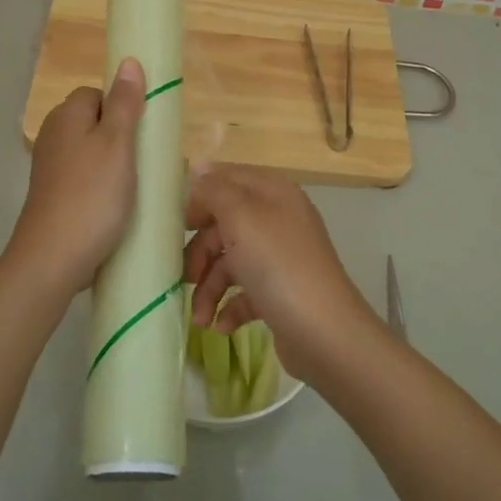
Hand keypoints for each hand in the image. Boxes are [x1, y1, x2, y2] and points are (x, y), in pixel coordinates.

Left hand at [4, 59, 145, 296]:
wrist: (53, 258)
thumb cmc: (92, 196)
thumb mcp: (118, 145)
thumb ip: (125, 103)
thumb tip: (128, 61)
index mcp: (66, 116)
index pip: (98, 94)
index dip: (123, 108)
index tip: (144, 133)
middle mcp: (53, 135)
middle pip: (95, 123)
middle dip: (123, 139)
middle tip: (147, 163)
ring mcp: (50, 168)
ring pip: (92, 153)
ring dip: (116, 166)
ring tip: (137, 188)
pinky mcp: (53, 196)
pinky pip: (85, 179)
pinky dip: (102, 188)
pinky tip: (117, 208)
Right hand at [181, 167, 383, 383]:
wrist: (325, 333)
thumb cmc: (278, 266)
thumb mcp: (241, 217)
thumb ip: (215, 190)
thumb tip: (198, 168)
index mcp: (273, 193)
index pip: (227, 179)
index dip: (199, 197)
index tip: (175, 223)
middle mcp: (278, 220)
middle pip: (224, 225)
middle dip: (200, 252)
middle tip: (183, 277)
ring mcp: (280, 258)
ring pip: (230, 262)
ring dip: (209, 289)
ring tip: (199, 317)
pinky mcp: (280, 293)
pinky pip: (244, 293)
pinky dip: (229, 307)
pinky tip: (221, 326)